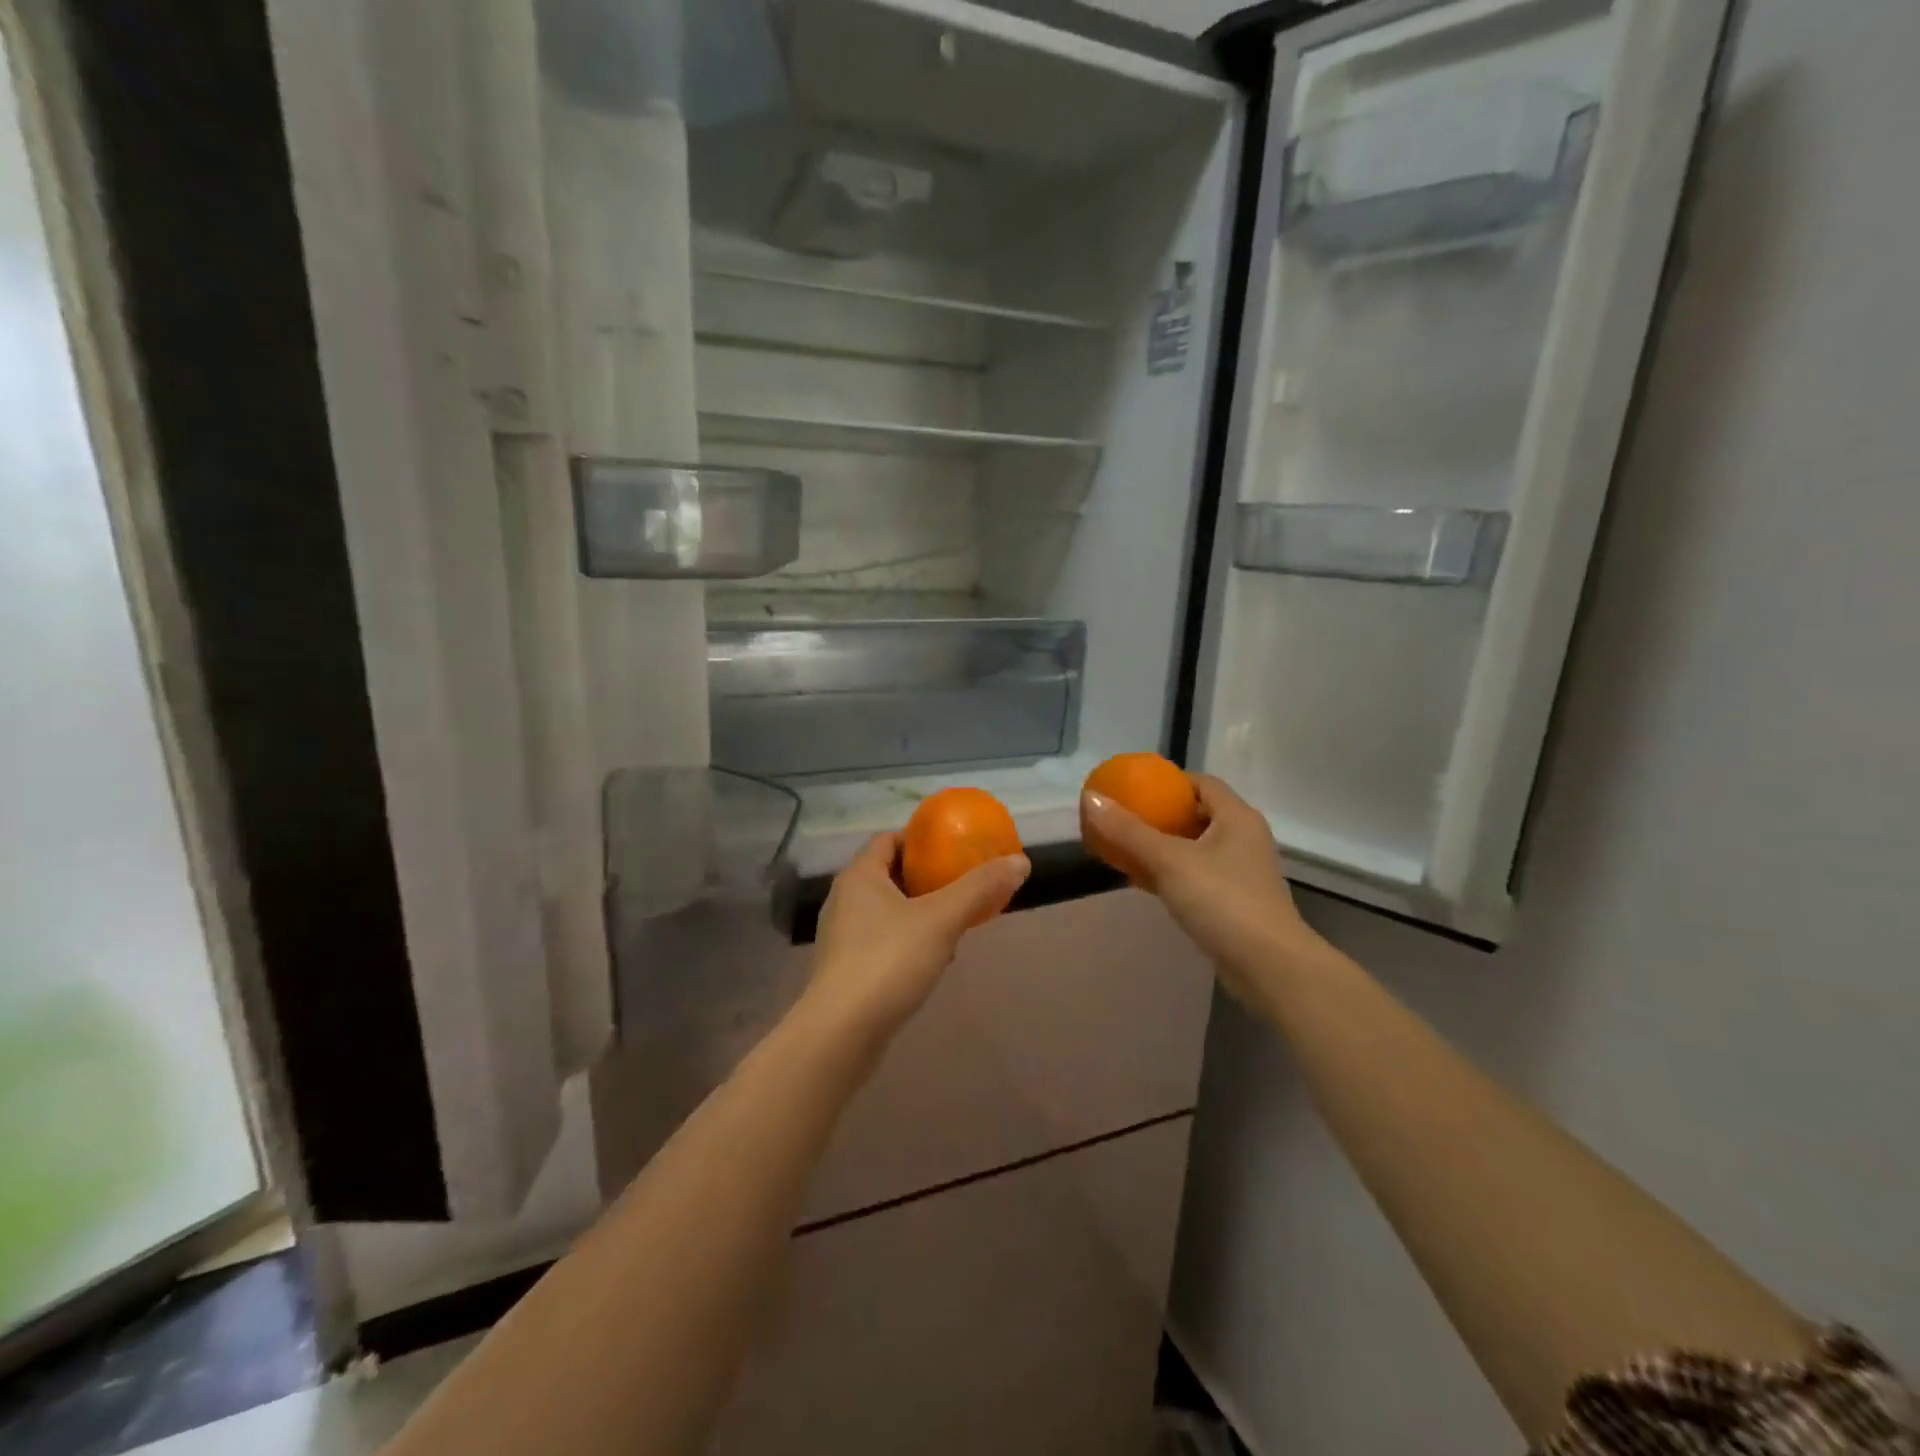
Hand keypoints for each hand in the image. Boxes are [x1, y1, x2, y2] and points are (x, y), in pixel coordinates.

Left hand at [805, 833, 1030, 1041]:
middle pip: (890, 874)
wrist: (841, 1034)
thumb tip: (1020, 862)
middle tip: (961, 887)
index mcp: (860, 875)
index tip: (953, 850)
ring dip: (919, 913)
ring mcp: (842, 936)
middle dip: (926, 879)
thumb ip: (979, 888)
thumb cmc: (888, 961)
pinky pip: (882, 941)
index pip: (888, 839)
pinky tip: (932, 961)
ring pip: (887, 910)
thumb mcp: (941, 919)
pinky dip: (907, 941)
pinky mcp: (845, 968)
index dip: (921, 840)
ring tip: (954, 924)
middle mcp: (844, 899)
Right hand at [1081, 774, 1320, 1007]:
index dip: (1168, 782)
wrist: (1268, 966)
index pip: (1202, 783)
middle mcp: (1244, 838)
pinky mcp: (1237, 901)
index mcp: (1237, 817)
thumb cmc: (1222, 901)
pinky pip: (1199, 875)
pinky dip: (1174, 873)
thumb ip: (1128, 831)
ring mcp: (1243, 871)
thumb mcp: (1169, 861)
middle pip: (1198, 814)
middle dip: (1161, 816)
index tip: (1134, 789)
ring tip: (1128, 848)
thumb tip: (1090, 797)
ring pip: (1198, 847)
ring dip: (1165, 846)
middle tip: (1125, 819)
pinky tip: (1147, 883)